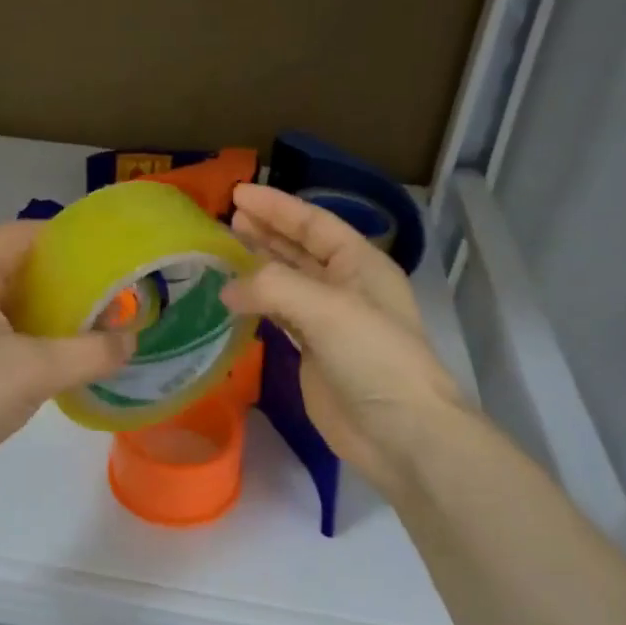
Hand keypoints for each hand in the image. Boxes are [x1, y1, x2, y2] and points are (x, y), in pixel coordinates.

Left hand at [0, 221, 133, 494]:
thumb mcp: (37, 371)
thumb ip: (91, 352)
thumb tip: (130, 340)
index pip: (21, 234)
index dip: (67, 239)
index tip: (108, 255)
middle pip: (17, 264)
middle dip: (64, 277)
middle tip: (109, 291)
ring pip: (10, 298)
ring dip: (50, 307)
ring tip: (95, 320)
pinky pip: (0, 325)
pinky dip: (33, 331)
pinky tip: (64, 350)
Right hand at [222, 184, 466, 495]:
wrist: (399, 431)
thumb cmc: (374, 357)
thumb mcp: (327, 309)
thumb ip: (273, 287)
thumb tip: (227, 289)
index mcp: (360, 264)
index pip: (313, 223)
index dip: (277, 206)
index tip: (238, 193)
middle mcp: (346, 286)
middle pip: (301, 248)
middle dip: (267, 230)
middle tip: (228, 216)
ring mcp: (330, 321)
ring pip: (289, 281)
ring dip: (260, 263)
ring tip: (227, 246)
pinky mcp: (314, 352)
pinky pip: (281, 315)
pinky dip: (259, 302)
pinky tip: (236, 296)